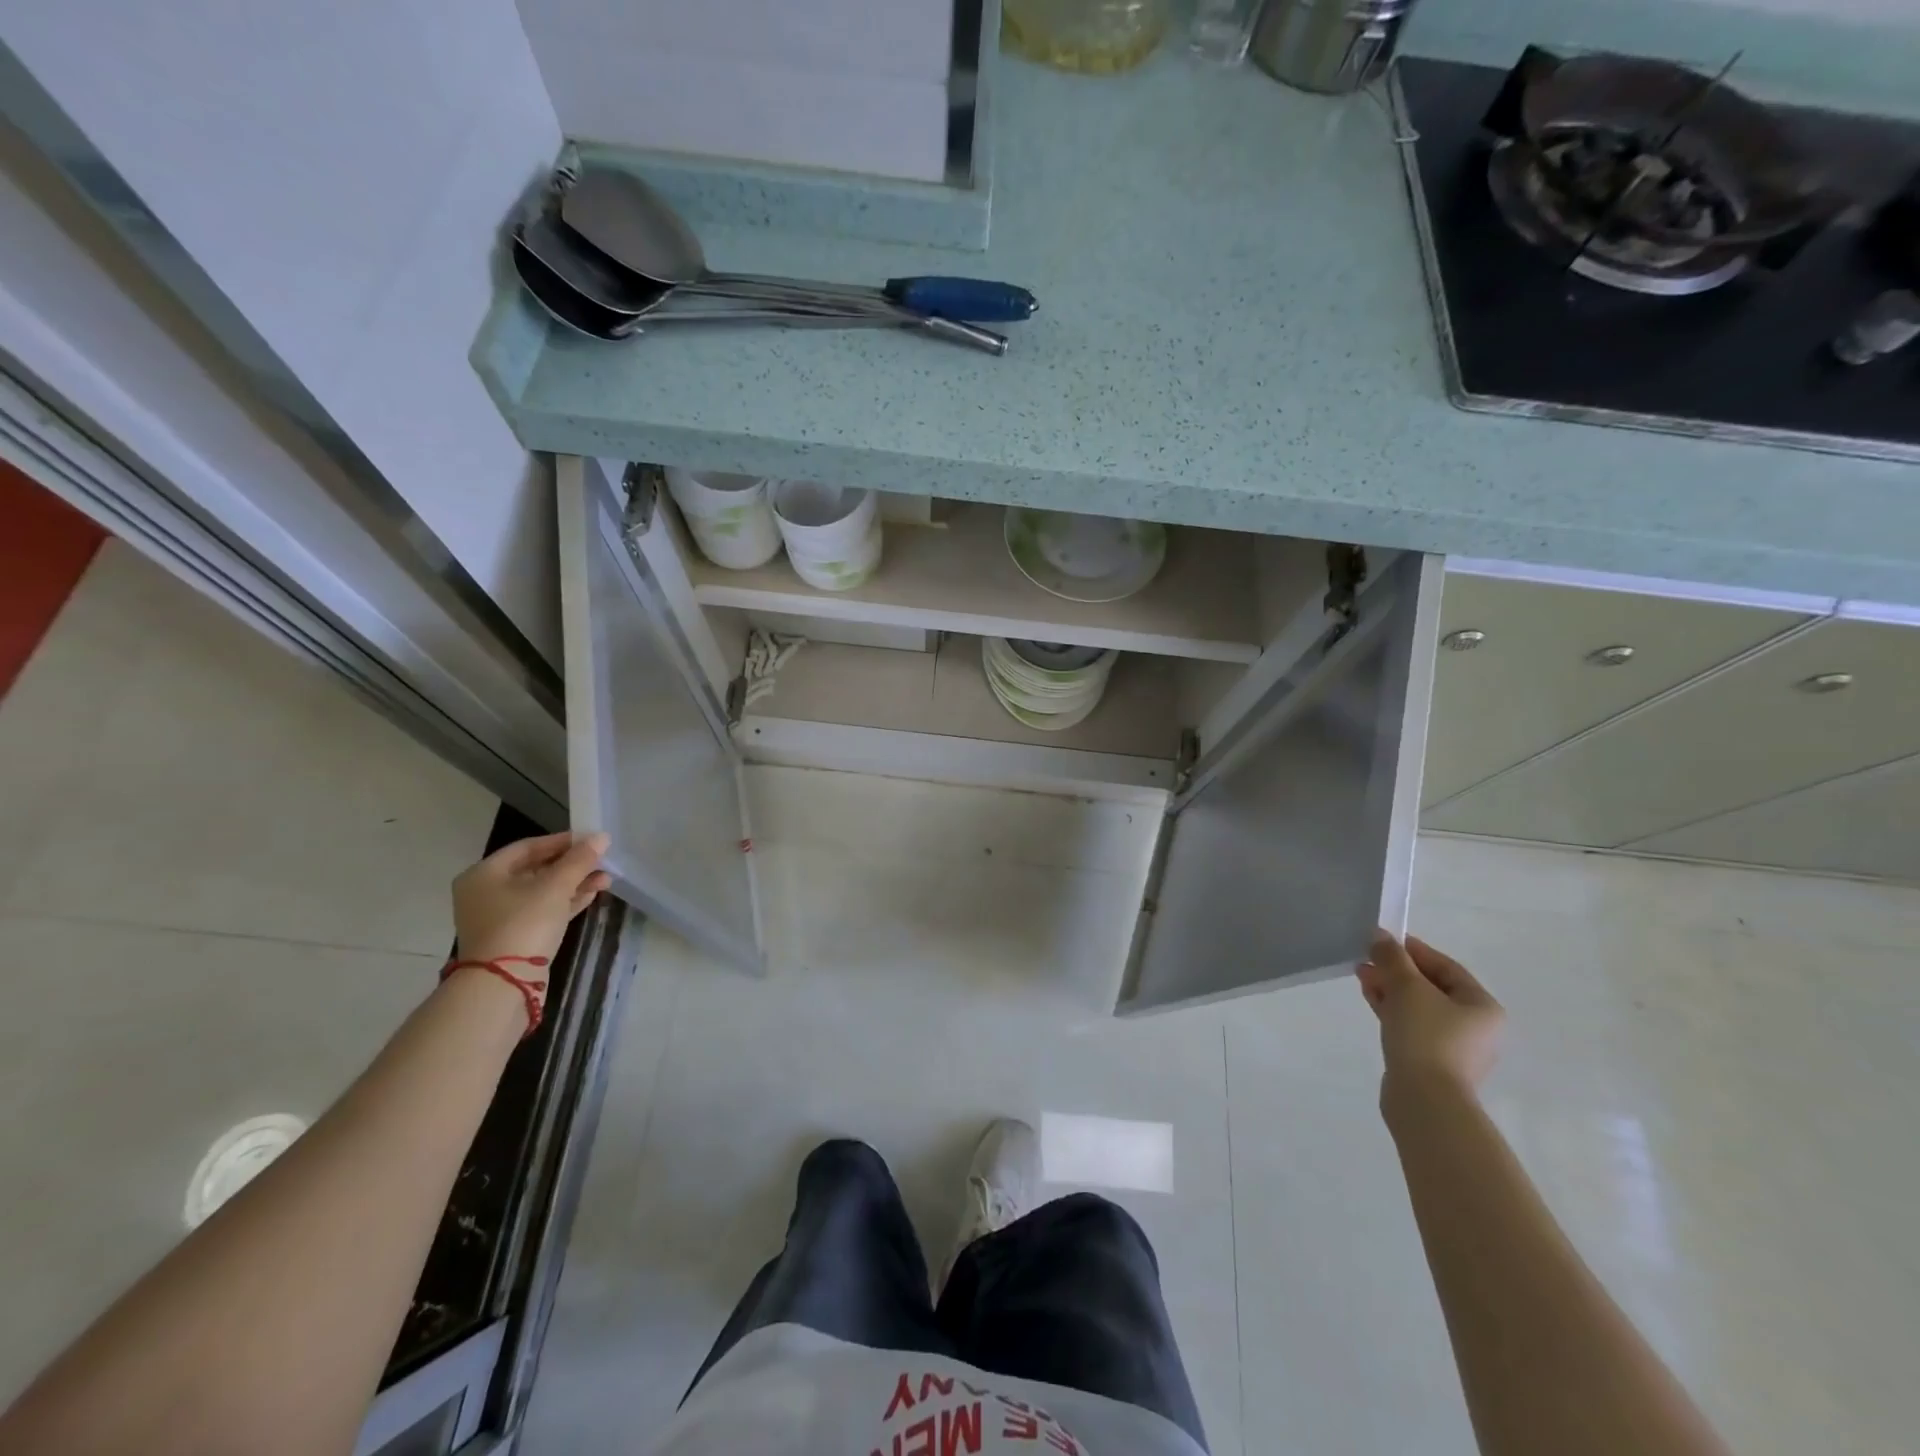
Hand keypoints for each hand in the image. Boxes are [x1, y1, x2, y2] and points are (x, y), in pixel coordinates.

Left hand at [451, 832, 611, 981]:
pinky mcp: (515, 935)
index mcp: (484, 874)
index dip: (562, 841)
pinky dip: (566, 901)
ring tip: (606, 878)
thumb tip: (602, 837)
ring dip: (574, 883)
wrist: (504, 983)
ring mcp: (500, 916)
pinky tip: (592, 894)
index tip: (592, 840)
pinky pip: (544, 909)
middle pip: (536, 869)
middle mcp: (487, 892)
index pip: (528, 847)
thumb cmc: (524, 924)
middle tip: (602, 860)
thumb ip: (579, 860)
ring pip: (543, 891)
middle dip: (573, 865)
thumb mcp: (555, 887)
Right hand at [1356, 930, 1503, 1108]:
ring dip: (1391, 989)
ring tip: (1362, 977)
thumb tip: (1380, 935)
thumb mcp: (1407, 987)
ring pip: (1419, 1007)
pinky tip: (1371, 1000)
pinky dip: (1392, 1010)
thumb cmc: (1426, 1035)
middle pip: (1431, 987)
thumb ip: (1393, 958)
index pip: (1446, 966)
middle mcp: (1475, 1026)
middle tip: (1367, 959)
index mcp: (1482, 1006)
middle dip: (1396, 970)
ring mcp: (1454, 1047)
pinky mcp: (1432, 1062)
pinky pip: (1412, 1026)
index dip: (1413, 950)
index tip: (1383, 940)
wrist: (1425, 1099)